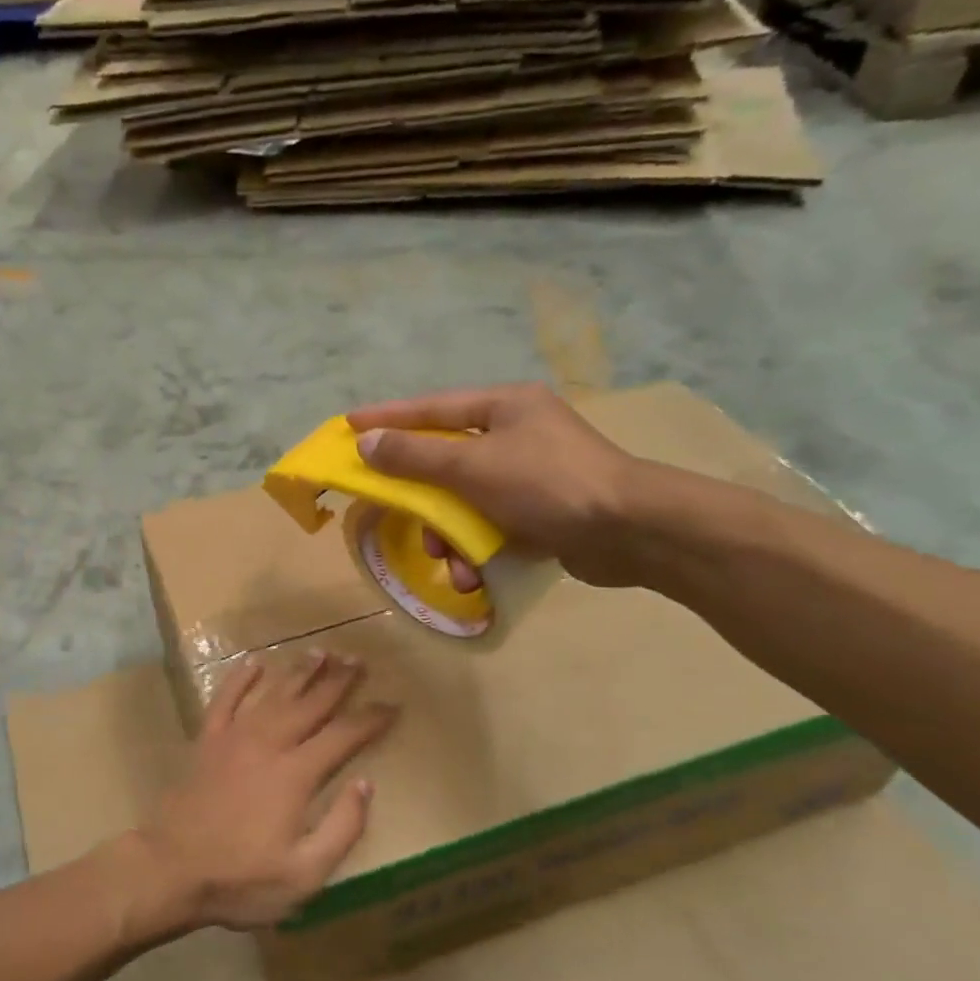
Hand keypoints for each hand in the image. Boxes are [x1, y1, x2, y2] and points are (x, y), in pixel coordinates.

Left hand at [138, 654, 394, 931]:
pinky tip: (253, 662)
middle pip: (310, 705)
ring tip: (321, 652)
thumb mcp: (305, 874)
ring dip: (299, 672)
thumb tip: (365, 784)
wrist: (171, 869)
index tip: (392, 704)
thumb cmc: (241, 879)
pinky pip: (225, 699)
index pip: (343, 736)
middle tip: (359, 660)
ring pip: (273, 694)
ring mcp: (234, 738)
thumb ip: (342, 828)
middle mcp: (268, 744)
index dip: (370, 719)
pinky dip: (239, 679)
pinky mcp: (207, 740)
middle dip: (338, 681)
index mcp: (296, 775)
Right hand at [348, 383, 642, 587]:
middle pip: (445, 460)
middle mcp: (516, 433)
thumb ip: (415, 455)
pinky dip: (478, 548)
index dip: (386, 417)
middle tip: (396, 513)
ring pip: (464, 500)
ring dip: (449, 535)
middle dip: (422, 498)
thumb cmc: (547, 484)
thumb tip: (366, 442)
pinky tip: (475, 574)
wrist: (632, 532)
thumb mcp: (471, 467)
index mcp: (503, 406)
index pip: (430, 407)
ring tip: (450, 562)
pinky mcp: (541, 511)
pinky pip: (490, 524)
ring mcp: (530, 473)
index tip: (347, 424)